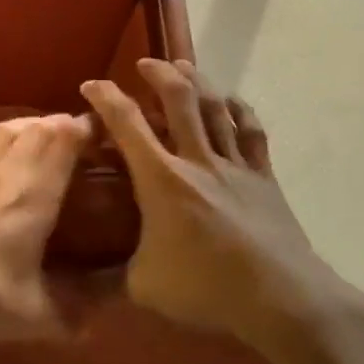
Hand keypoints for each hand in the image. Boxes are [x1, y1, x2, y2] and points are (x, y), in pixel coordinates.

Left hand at [0, 114, 93, 348]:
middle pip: (36, 131)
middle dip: (59, 123)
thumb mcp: (34, 317)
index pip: (64, 147)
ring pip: (2, 132)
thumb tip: (100, 321)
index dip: (84, 130)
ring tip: (39, 126)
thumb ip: (72, 316)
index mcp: (35, 199)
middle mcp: (6, 175)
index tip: (100, 127)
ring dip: (24, 124)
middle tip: (76, 129)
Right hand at [81, 59, 363, 348]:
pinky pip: (251, 132)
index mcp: (162, 179)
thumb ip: (110, 276)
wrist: (282, 299)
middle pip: (179, 99)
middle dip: (159, 73)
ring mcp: (234, 166)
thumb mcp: (144, 287)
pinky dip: (240, 111)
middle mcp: (197, 160)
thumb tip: (80, 284)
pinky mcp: (263, 177)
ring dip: (197, 81)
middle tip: (145, 64)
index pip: (127, 123)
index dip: (106, 97)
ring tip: (184, 66)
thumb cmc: (207, 288)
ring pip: (215, 107)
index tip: (91, 85)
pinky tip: (232, 102)